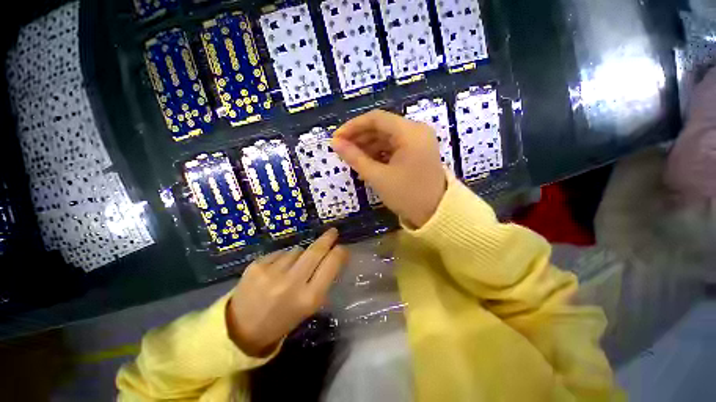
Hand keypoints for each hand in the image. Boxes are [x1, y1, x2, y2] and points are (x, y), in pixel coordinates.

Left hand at [226, 228, 346, 356]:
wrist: (242, 329)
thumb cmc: (282, 319)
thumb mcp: (308, 307)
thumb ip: (322, 282)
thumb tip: (333, 257)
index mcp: (308, 298)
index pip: (331, 265)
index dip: (339, 253)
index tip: (342, 247)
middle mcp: (291, 283)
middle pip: (315, 251)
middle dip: (327, 239)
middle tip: (333, 232)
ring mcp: (272, 272)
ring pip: (297, 250)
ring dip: (300, 254)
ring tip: (292, 268)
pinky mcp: (257, 265)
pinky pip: (280, 253)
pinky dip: (283, 258)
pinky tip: (276, 270)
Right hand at [332, 110, 446, 227]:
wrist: (436, 214)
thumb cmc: (406, 195)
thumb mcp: (377, 176)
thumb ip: (354, 158)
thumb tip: (335, 143)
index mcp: (410, 132)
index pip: (375, 118)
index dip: (353, 126)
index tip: (336, 138)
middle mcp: (416, 130)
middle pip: (381, 126)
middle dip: (360, 137)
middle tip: (342, 150)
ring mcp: (418, 141)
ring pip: (387, 137)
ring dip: (368, 146)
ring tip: (353, 159)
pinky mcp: (417, 151)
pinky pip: (394, 147)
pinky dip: (379, 153)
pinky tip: (367, 163)